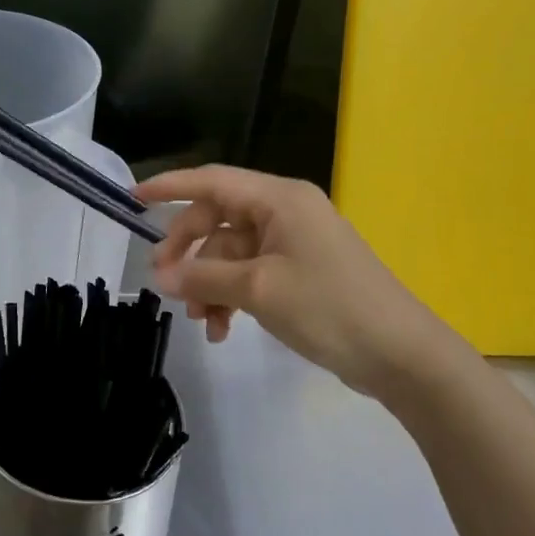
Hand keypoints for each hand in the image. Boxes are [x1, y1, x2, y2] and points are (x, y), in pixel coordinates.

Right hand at [138, 165, 464, 401]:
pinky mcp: (299, 271)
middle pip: (217, 220)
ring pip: (230, 252)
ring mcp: (293, 242)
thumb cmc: (329, 307)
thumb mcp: (258, 289)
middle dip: (189, 252)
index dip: (169, 187)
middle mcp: (284, 211)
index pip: (211, 181)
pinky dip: (231, 296)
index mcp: (278, 199)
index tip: (133, 199)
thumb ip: (204, 276)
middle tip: (165, 284)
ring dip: (209, 283)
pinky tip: (223, 329)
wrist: (401, 354)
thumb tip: (161, 276)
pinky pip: (250, 273)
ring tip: (201, 322)